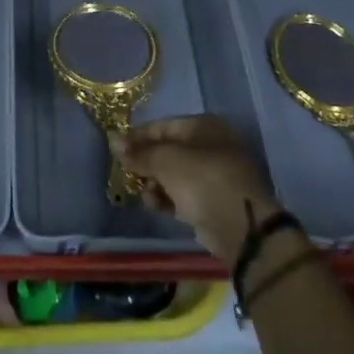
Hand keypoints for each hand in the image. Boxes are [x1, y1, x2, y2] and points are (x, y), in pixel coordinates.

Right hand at [118, 116, 280, 261]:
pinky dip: (167, 198)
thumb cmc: (202, 180)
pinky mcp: (213, 202)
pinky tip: (154, 204)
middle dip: (146, 162)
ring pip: (174, 175)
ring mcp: (214, 175)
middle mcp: (211, 146)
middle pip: (168, 151)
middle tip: (126, 173)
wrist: (239, 227)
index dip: (138, 136)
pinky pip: (183, 195)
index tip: (116, 148)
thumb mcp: (165, 160)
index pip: (163, 126)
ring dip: (154, 183)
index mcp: (204, 127)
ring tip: (143, 192)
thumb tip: (115, 142)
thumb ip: (139, 152)